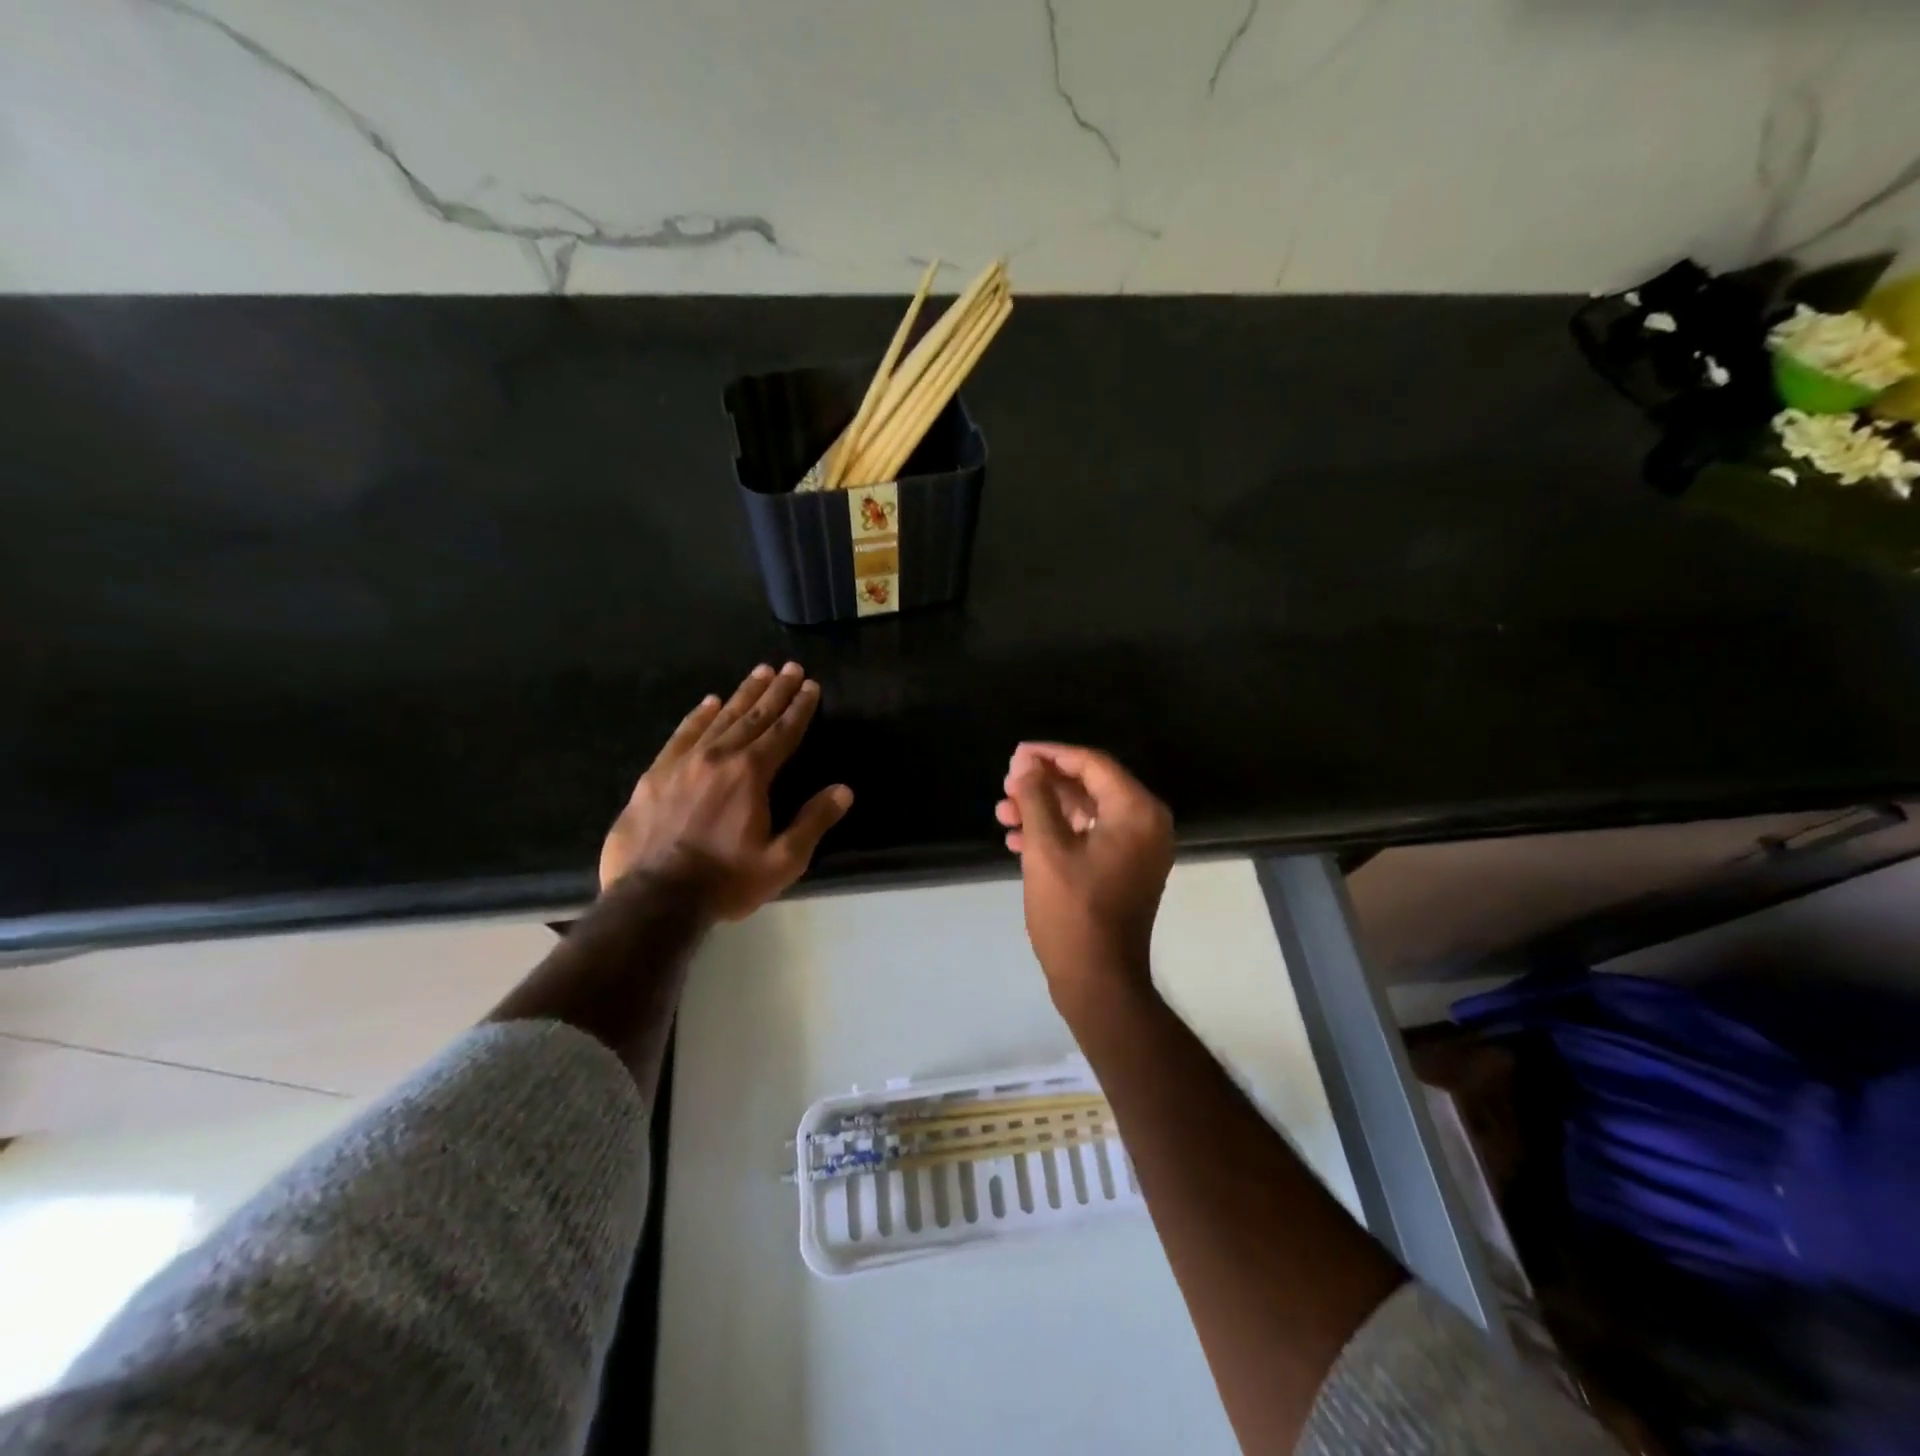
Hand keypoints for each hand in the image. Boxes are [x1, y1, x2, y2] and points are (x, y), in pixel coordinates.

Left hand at [600, 662, 852, 918]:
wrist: (653, 899)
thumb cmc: (725, 881)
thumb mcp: (782, 861)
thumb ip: (813, 822)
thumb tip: (843, 790)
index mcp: (751, 774)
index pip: (783, 732)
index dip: (800, 708)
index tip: (811, 686)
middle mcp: (718, 757)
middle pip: (753, 717)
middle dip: (776, 691)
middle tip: (791, 667)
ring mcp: (682, 762)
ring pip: (720, 718)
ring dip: (743, 694)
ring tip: (760, 672)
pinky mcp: (655, 774)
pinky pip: (682, 734)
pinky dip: (699, 715)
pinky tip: (709, 702)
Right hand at [996, 743, 1173, 1001]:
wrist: (1098, 981)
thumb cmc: (1073, 912)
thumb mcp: (1047, 849)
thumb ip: (1036, 799)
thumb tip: (1025, 765)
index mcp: (1137, 812)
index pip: (1092, 764)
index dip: (1051, 755)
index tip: (1015, 755)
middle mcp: (1145, 824)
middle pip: (1089, 786)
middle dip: (1044, 785)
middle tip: (1006, 786)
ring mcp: (1136, 850)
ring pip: (1085, 813)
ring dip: (1044, 810)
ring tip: (1002, 813)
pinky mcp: (1123, 870)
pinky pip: (1089, 837)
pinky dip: (1056, 834)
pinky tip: (1017, 840)